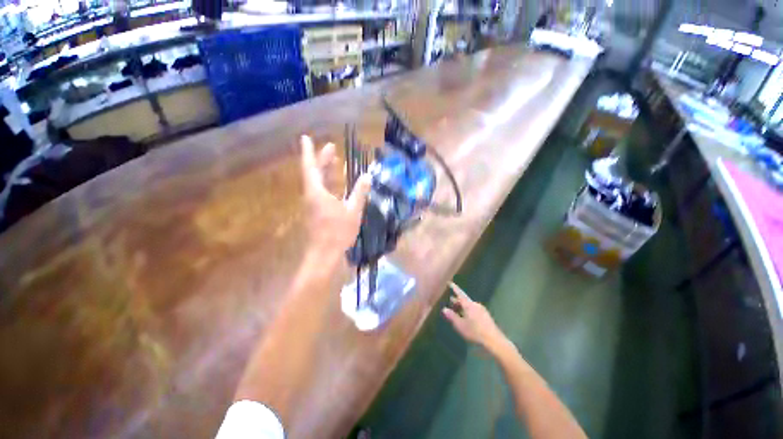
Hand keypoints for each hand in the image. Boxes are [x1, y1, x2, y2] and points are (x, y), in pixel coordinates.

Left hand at [301, 135, 371, 253]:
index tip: (306, 138)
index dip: (309, 152)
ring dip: (326, 171)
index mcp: (317, 192)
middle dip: (322, 159)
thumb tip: (367, 176)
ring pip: (318, 183)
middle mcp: (311, 195)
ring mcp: (313, 204)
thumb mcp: (353, 211)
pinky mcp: (316, 211)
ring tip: (336, 161)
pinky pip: (321, 192)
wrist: (324, 253)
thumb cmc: (338, 232)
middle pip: (314, 173)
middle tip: (332, 148)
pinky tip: (338, 184)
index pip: (310, 167)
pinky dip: (329, 184)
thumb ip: (360, 192)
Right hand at [442, 282, 508, 354]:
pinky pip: (473, 309)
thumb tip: (444, 309)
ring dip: (462, 307)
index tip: (450, 283)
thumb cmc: (475, 332)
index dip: (454, 288)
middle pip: (464, 300)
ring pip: (469, 305)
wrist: (494, 341)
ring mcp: (482, 310)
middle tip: (450, 302)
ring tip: (457, 310)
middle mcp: (475, 305)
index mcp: (469, 305)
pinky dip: (467, 311)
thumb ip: (452, 316)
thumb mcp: (460, 325)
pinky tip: (466, 318)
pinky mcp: (486, 316)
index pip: (460, 294)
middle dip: (457, 301)